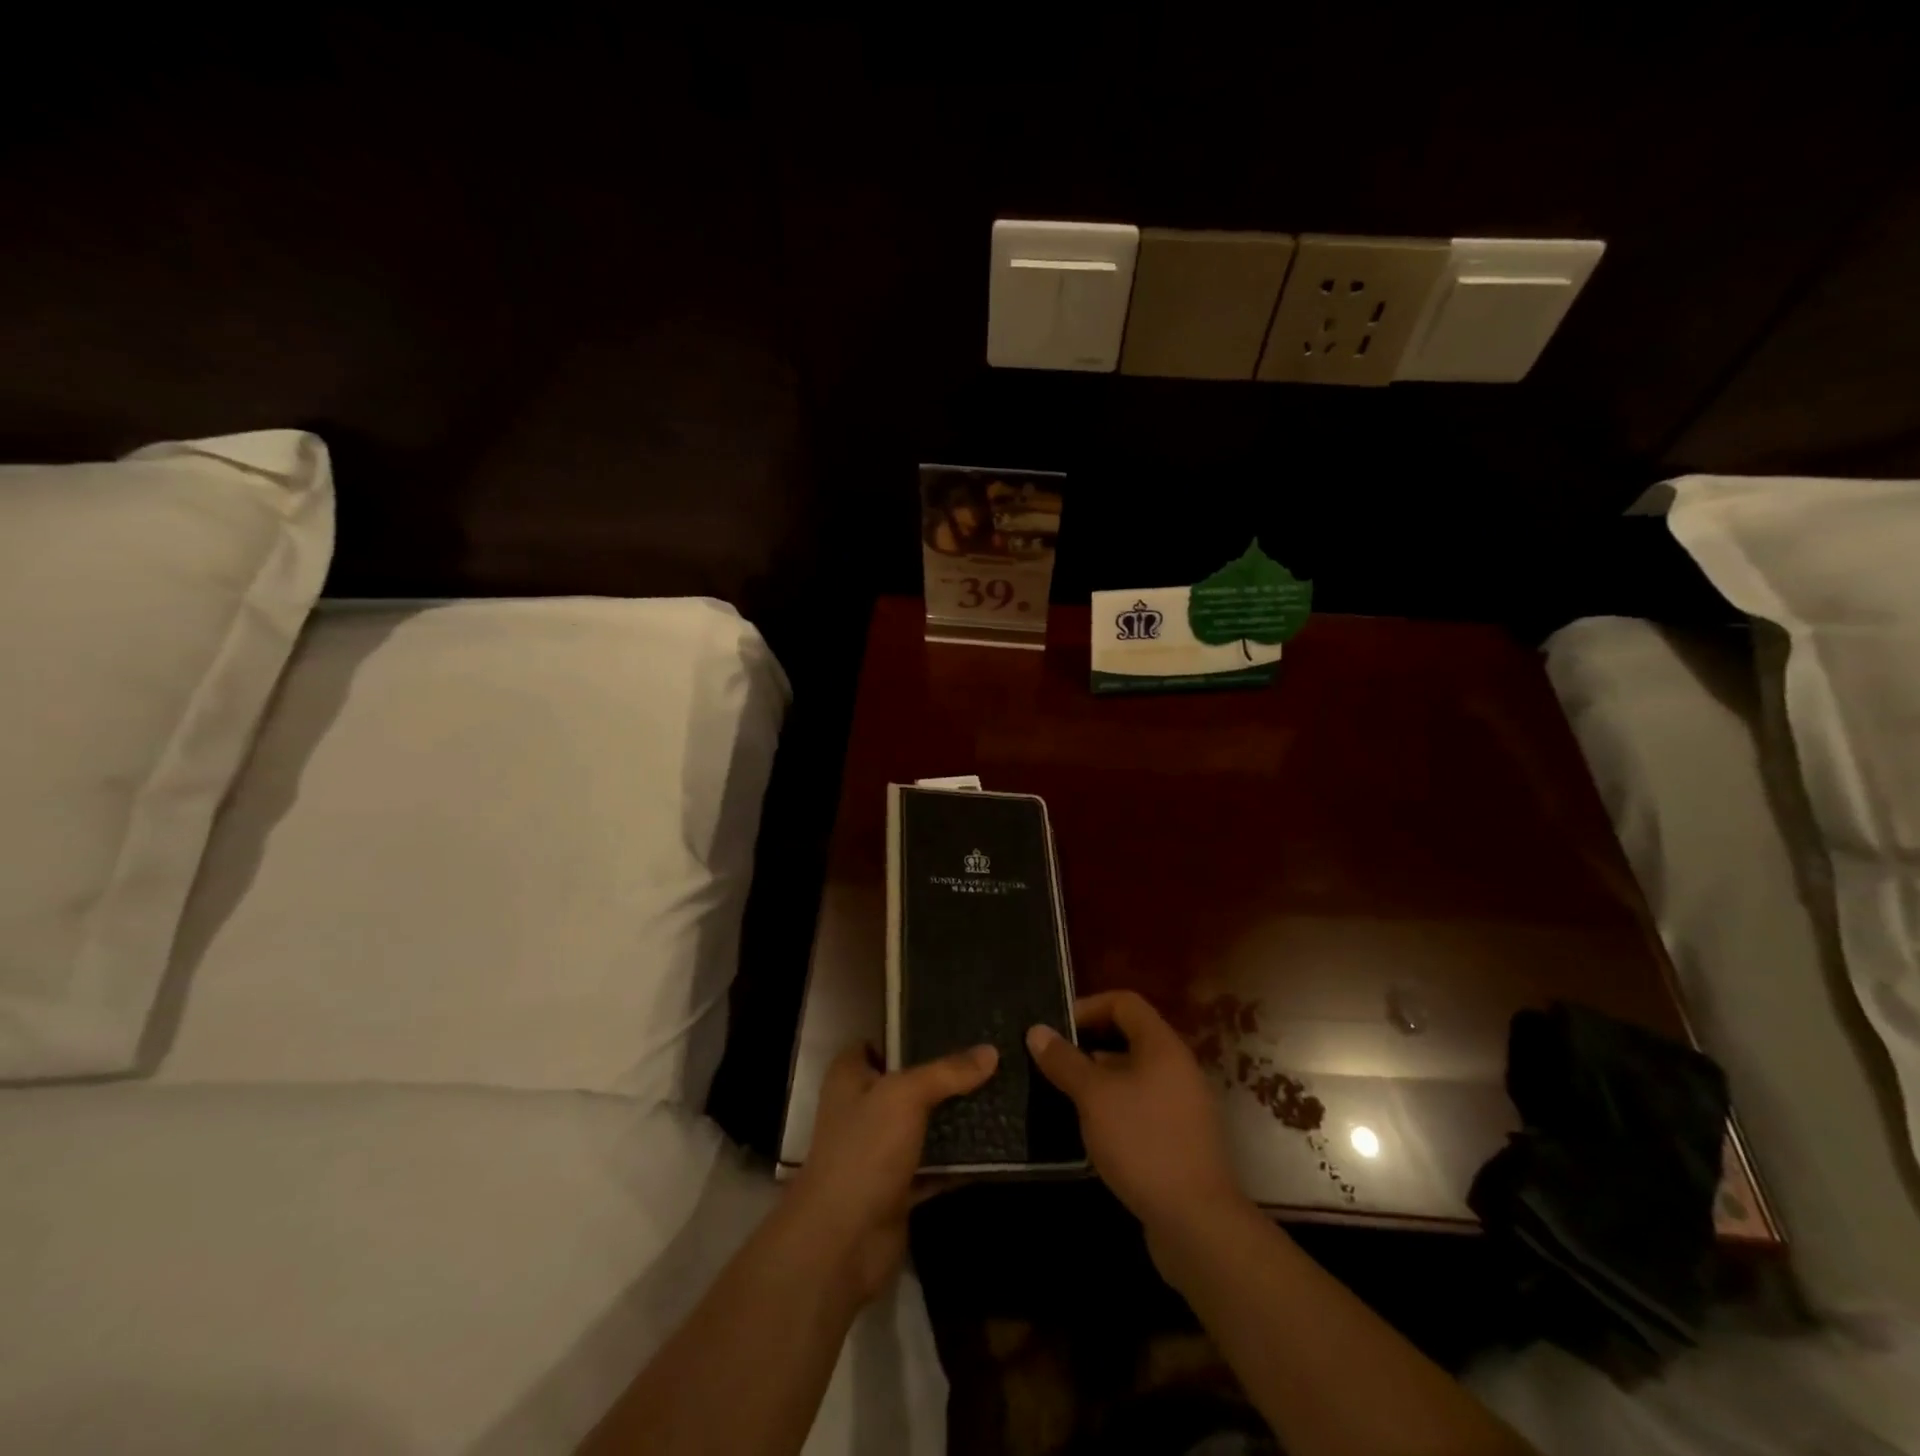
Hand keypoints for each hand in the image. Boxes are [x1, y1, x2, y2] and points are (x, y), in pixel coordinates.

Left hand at [786, 1041, 997, 1301]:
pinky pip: (935, 1166)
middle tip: (989, 1059)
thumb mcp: (905, 1097)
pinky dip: (959, 1160)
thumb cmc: (864, 1151)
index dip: (910, 1033)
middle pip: (909, 1083)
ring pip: (924, 1125)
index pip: (879, 1042)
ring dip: (956, 1118)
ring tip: (1000, 1094)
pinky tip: (994, 1146)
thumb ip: (947, 1073)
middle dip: (944, 1076)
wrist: (842, 1243)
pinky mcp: (898, 1188)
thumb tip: (991, 1051)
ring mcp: (880, 1151)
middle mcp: (863, 1109)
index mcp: (851, 1076)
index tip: (953, 1026)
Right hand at [1028, 991, 1242, 1240]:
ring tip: (1061, 1094)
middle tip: (1052, 1060)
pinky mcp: (1179, 1138)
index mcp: (1162, 1045)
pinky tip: (1089, 1129)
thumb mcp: (1094, 1097)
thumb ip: (1065, 1061)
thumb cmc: (1143, 1143)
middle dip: (1088, 1044)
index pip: (1124, 1002)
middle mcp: (1177, 1067)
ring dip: (1098, 1078)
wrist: (1197, 1223)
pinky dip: (1114, 1107)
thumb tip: (1037, 1030)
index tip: (1055, 1028)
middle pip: (1129, 1037)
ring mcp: (1182, 1104)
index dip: (1088, 1006)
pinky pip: (1141, 1105)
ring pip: (1133, 1074)